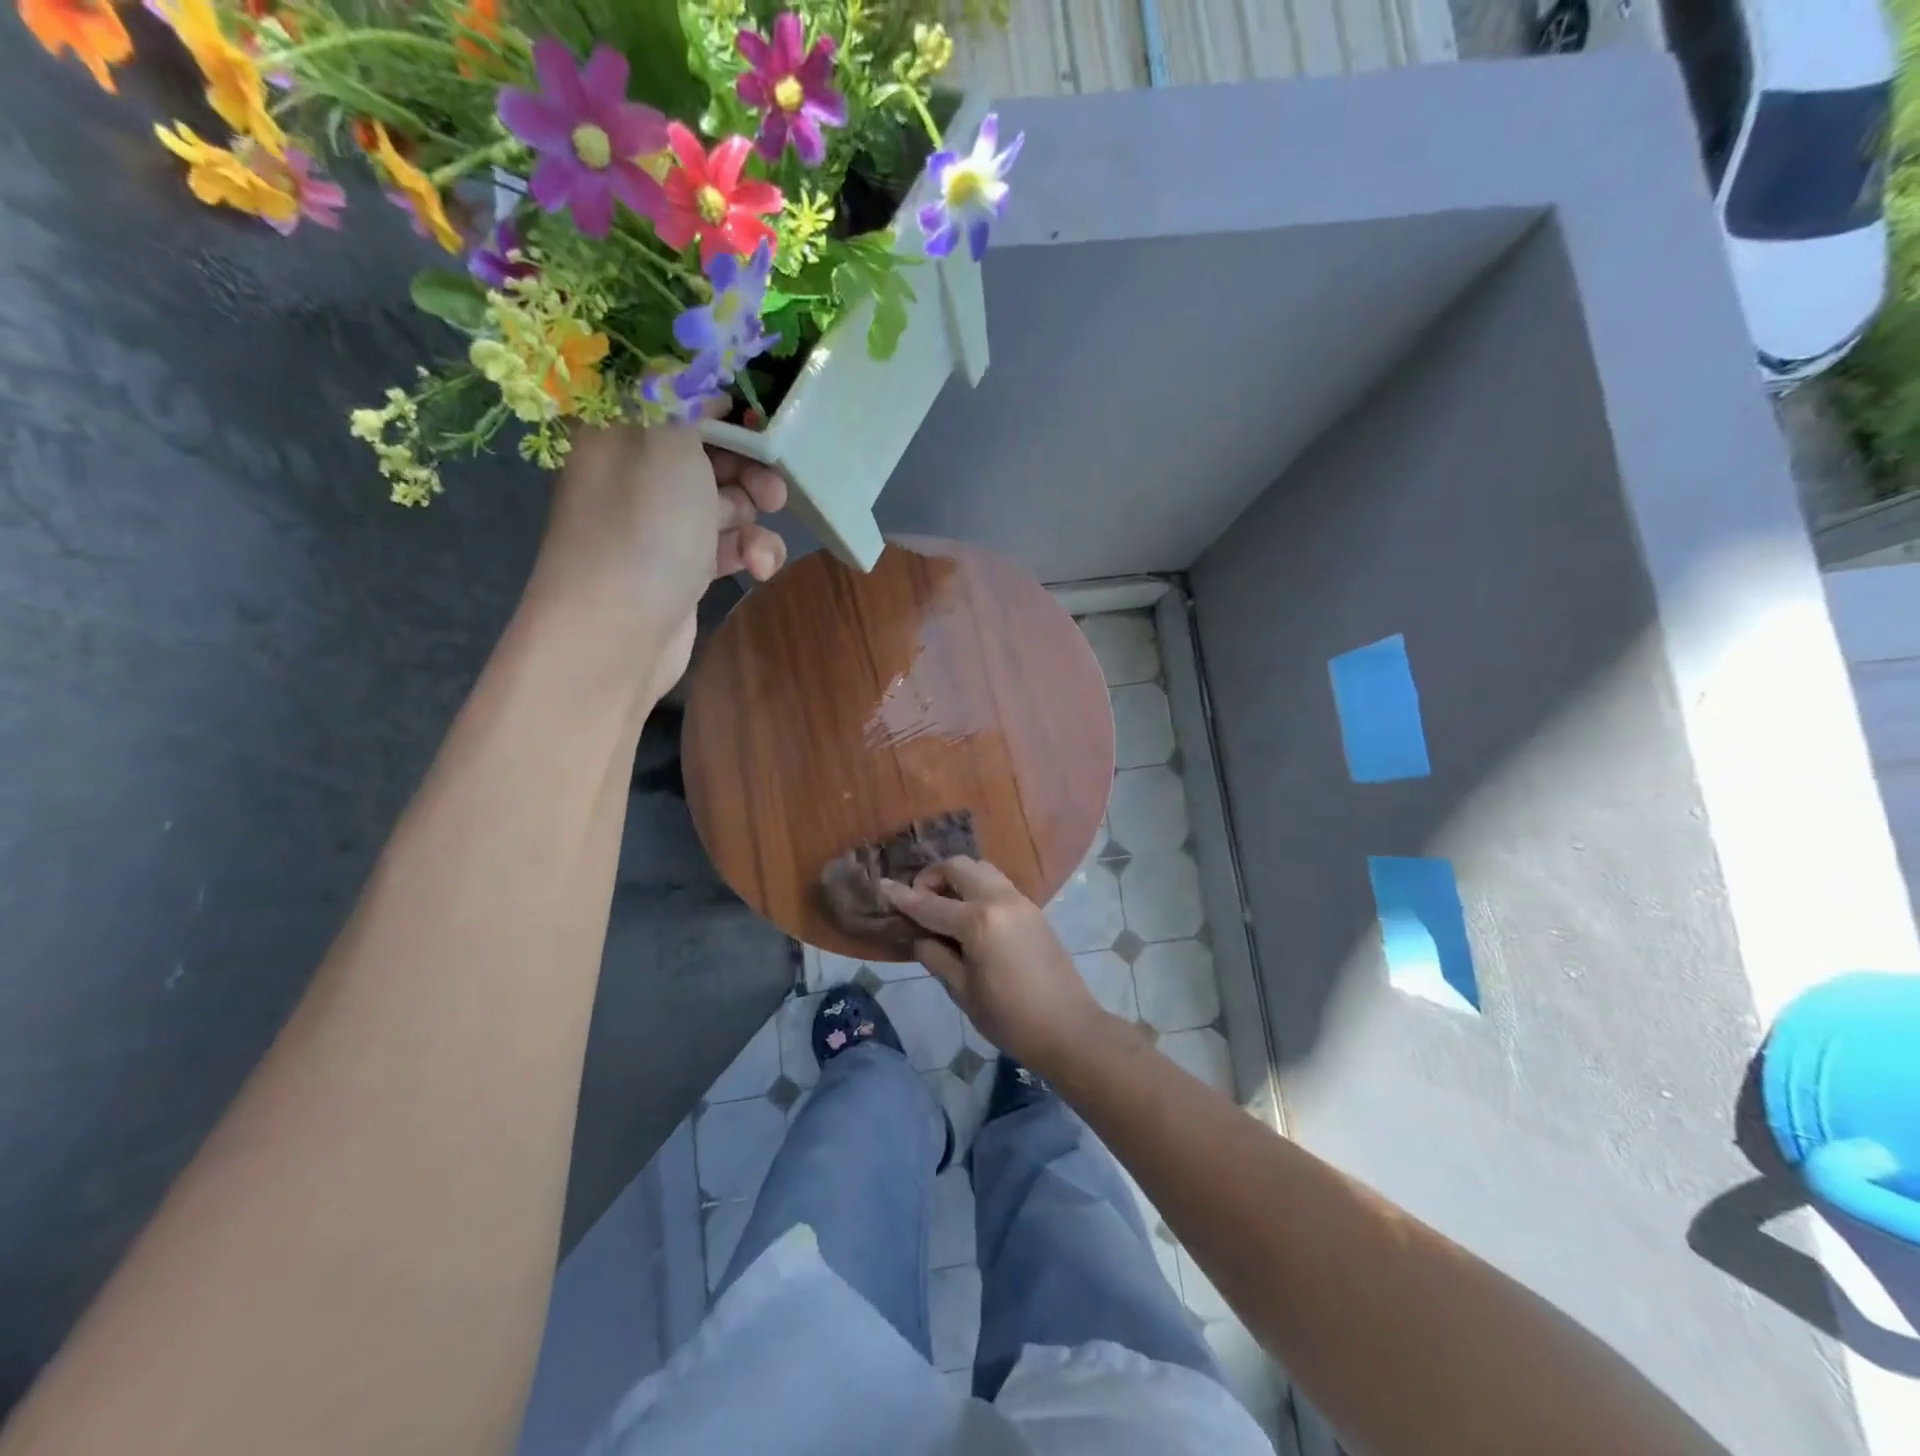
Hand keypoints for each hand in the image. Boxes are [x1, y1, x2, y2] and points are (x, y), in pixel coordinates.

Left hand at [523, 417, 787, 697]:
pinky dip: (749, 552)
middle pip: (711, 449)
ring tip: (763, 532)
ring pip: (726, 499)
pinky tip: (758, 568)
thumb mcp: (667, 442)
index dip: (726, 401)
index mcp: (622, 428)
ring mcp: (661, 522)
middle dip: (751, 465)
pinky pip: (727, 543)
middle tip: (774, 485)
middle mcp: (639, 470)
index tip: (765, 418)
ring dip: (755, 514)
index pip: (679, 393)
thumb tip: (705, 374)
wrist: (617, 636)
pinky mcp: (684, 565)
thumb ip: (689, 397)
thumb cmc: (642, 529)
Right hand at [880, 857, 1115, 1074]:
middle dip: (933, 876)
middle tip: (920, 900)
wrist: (1068, 1028)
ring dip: (958, 877)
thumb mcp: (963, 992)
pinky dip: (978, 887)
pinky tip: (970, 914)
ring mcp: (1021, 901)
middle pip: (959, 867)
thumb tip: (921, 937)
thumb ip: (937, 957)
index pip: (929, 904)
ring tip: (945, 904)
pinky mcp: (1034, 909)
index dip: (902, 896)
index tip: (881, 885)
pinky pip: (999, 884)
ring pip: (982, 869)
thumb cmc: (1009, 1018)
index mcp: (978, 922)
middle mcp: (999, 900)